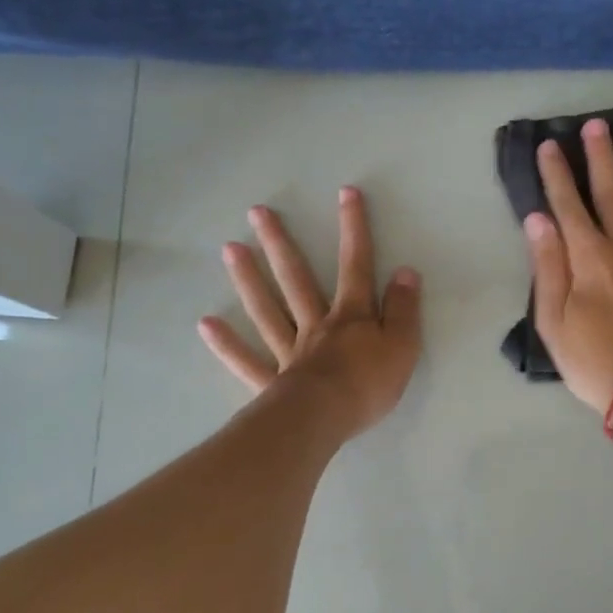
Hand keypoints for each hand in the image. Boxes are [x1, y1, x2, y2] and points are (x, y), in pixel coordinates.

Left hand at [199, 186, 421, 438]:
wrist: (325, 419)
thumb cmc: (368, 384)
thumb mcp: (403, 346)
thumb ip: (404, 310)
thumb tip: (406, 271)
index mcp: (351, 316)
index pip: (356, 266)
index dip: (354, 229)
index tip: (345, 193)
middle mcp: (316, 325)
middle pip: (296, 279)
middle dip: (280, 244)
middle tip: (257, 212)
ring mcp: (289, 351)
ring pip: (267, 309)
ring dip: (249, 279)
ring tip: (229, 248)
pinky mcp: (272, 381)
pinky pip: (247, 360)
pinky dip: (227, 344)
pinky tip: (206, 324)